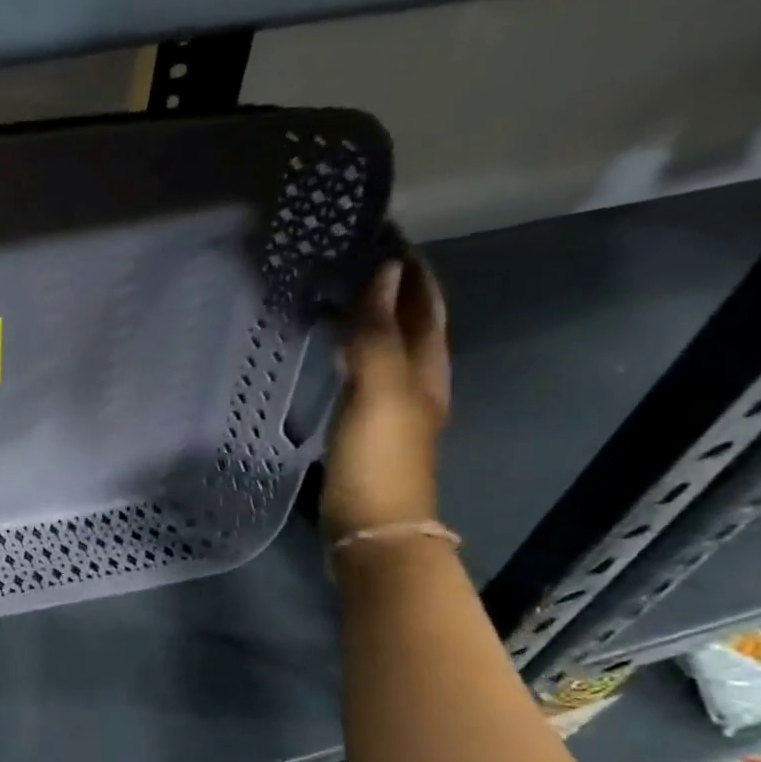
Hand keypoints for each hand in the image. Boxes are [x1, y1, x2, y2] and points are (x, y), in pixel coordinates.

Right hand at [321, 252, 450, 538]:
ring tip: (340, 292)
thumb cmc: (380, 458)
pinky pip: (363, 373)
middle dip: (392, 288)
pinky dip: (352, 350)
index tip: (384, 234)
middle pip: (411, 323)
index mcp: (428, 368)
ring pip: (386, 348)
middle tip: (356, 257)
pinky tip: (331, 349)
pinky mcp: (365, 426)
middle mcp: (417, 382)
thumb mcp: (380, 389)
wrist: (372, 527)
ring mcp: (391, 406)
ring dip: (371, 318)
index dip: (410, 269)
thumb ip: (378, 332)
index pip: (425, 304)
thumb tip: (386, 270)